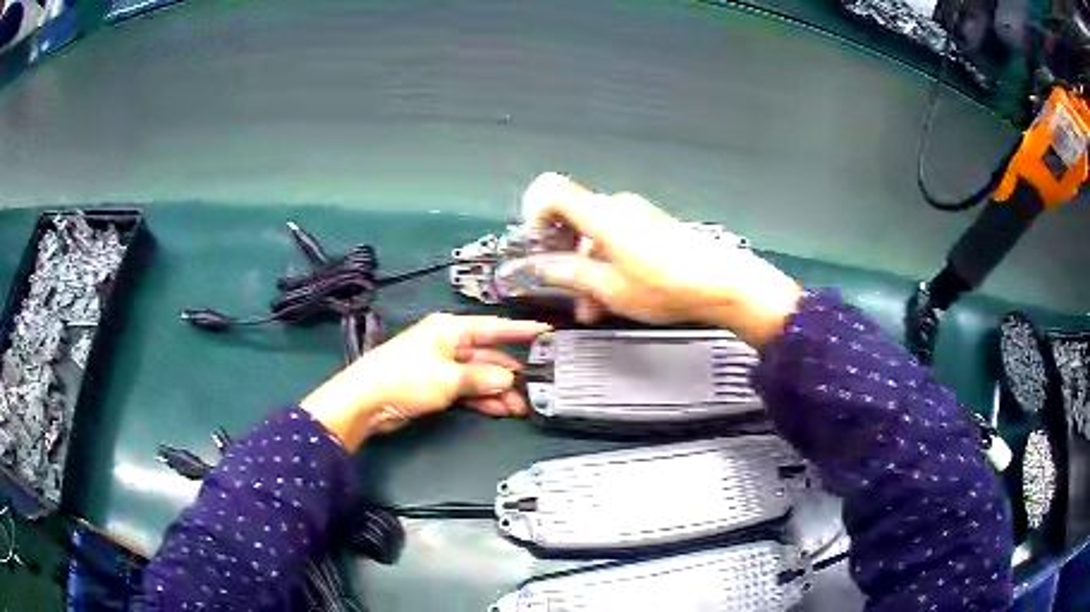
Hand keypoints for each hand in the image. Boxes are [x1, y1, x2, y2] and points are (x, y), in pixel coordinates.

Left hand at [301, 314, 549, 450]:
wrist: (366, 401)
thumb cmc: (407, 378)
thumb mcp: (447, 377)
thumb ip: (481, 378)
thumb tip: (509, 379)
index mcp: (450, 329)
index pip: (493, 327)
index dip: (520, 330)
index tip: (546, 331)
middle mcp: (448, 344)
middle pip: (487, 356)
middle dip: (509, 374)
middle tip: (535, 390)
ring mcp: (442, 367)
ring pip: (478, 377)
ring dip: (498, 392)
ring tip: (521, 408)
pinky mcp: (435, 388)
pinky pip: (466, 391)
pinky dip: (481, 400)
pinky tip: (500, 411)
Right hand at [522, 172, 800, 346]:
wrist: (720, 284)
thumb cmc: (665, 285)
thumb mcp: (609, 288)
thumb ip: (570, 275)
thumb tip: (542, 268)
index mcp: (600, 214)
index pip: (551, 192)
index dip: (534, 214)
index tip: (535, 245)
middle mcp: (616, 207)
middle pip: (573, 220)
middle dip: (563, 256)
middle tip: (564, 289)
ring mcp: (636, 216)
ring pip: (595, 236)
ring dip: (586, 268)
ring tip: (592, 306)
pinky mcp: (652, 228)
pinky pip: (617, 240)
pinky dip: (607, 264)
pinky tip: (613, 296)